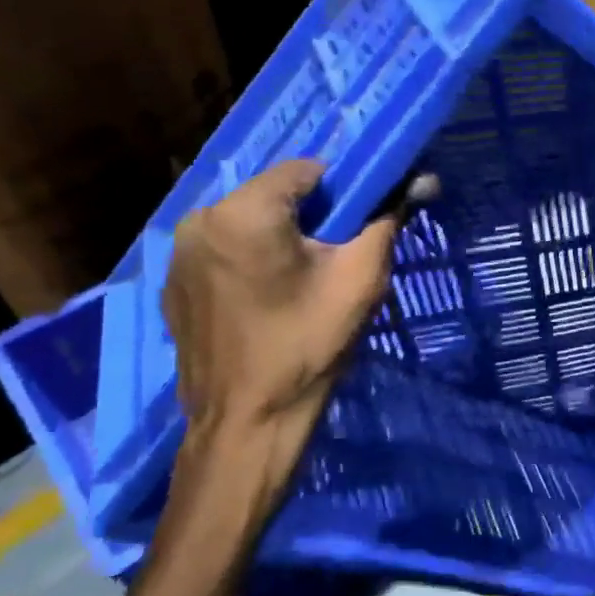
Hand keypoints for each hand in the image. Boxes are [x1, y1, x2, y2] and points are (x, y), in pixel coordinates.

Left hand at [157, 160, 402, 554]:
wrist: (246, 425)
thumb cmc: (306, 345)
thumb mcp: (359, 279)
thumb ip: (387, 220)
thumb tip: (422, 178)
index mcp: (243, 212)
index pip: (304, 170)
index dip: (339, 193)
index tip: (353, 230)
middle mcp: (200, 220)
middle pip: (271, 195)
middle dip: (306, 217)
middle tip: (329, 261)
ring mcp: (178, 255)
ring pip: (245, 223)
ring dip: (275, 238)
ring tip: (296, 284)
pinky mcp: (172, 286)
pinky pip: (221, 253)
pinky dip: (246, 262)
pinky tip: (262, 302)